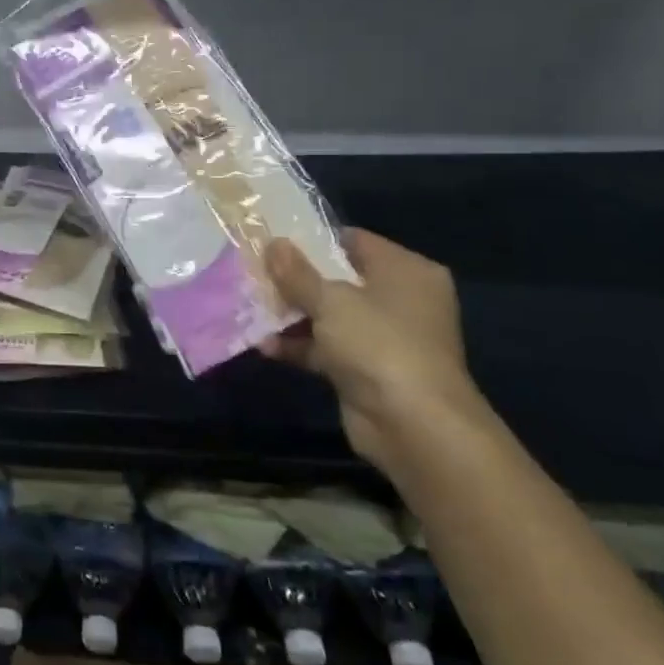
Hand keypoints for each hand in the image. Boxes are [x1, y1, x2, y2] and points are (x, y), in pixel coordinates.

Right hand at [260, 229, 490, 478]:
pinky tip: (263, 345)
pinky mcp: (367, 370)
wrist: (413, 425)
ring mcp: (384, 337)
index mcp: (405, 271)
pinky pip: (326, 348)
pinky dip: (299, 346)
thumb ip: (296, 272)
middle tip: (254, 271)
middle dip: (295, 279)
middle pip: (338, 279)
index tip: (272, 241)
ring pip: (329, 316)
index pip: (354, 241)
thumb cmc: (378, 343)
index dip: (312, 239)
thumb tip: (273, 243)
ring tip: (249, 305)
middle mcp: (400, 300)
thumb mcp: (330, 300)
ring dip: (291, 314)